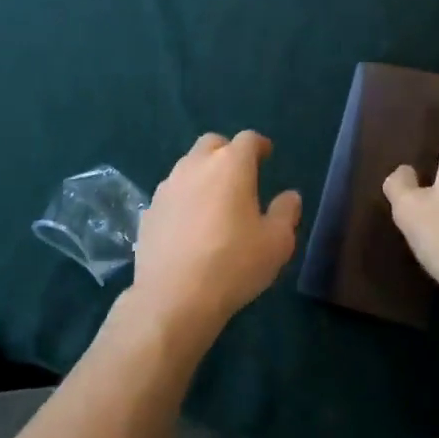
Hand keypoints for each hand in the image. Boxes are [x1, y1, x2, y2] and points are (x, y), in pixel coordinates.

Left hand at [129, 131, 299, 348]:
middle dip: (227, 152)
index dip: (259, 145)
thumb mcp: (277, 242)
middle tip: (239, 175)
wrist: (173, 298)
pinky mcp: (149, 211)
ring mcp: (167, 187)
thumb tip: (290, 196)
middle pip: (212, 144)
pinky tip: (189, 226)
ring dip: (203, 174)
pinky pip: (171, 194)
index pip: (248, 139)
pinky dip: (183, 199)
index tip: (266, 155)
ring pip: (188, 166)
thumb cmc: (234, 264)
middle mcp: (196, 165)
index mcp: (230, 165)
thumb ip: (286, 212)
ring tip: (214, 201)